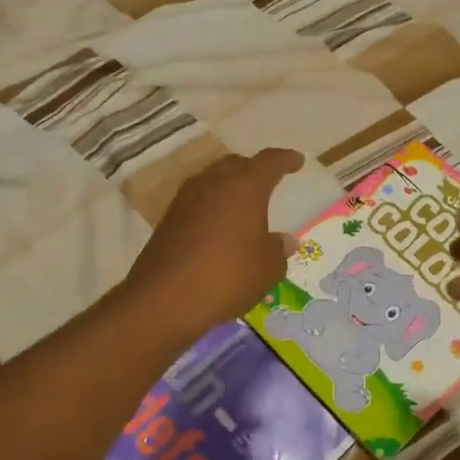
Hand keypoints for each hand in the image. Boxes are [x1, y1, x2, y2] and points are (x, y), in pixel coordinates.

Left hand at [123, 148, 302, 338]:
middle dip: (253, 169)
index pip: (269, 162)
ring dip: (229, 187)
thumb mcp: (267, 269)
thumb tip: (284, 241)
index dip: (285, 160)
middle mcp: (213, 184)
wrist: (163, 299)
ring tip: (242, 205)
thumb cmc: (227, 276)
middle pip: (235, 164)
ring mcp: (185, 201)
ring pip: (212, 181)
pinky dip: (212, 208)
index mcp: (244, 187)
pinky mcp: (168, 221)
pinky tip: (219, 227)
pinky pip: (197, 203)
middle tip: (267, 181)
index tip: (296, 161)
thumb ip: (278, 251)